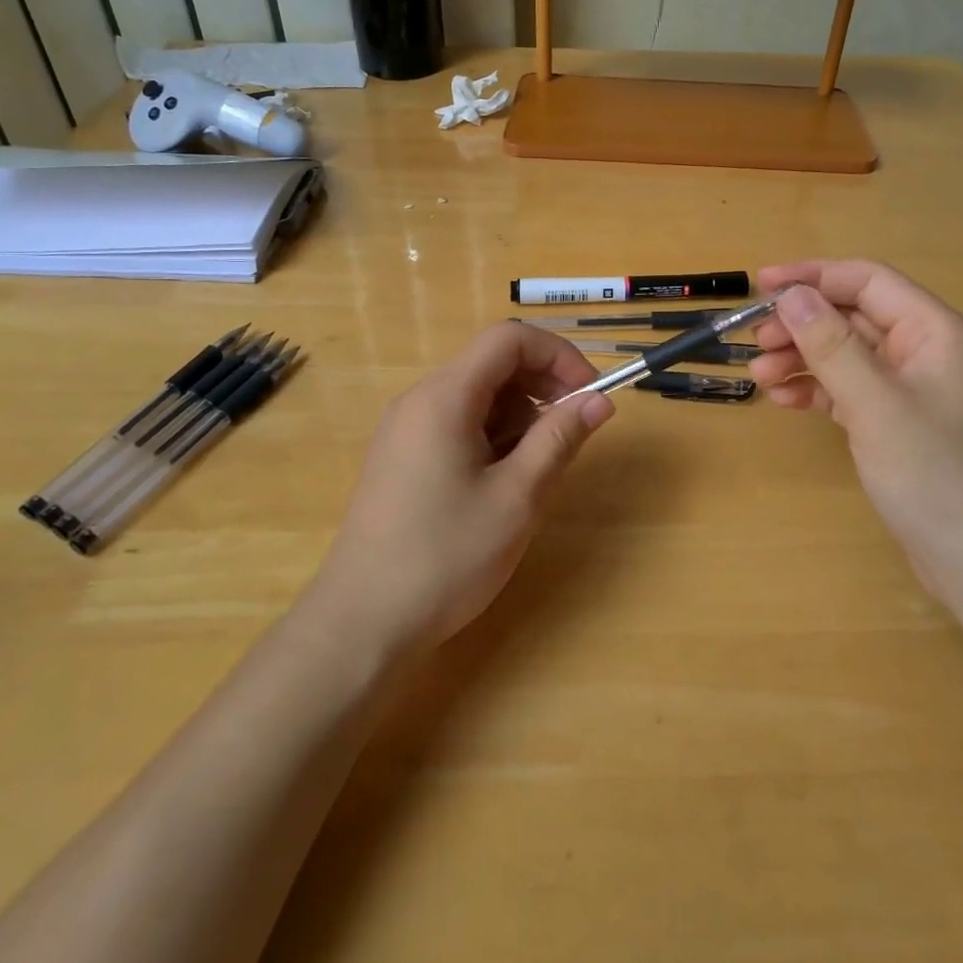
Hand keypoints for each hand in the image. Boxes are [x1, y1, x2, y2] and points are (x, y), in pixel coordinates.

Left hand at [317, 323, 614, 650]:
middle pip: (492, 363)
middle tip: (573, 432)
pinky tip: (502, 483)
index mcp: (445, 397)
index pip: (509, 338)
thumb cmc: (446, 557)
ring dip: (519, 416)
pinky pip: (458, 424)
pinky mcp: (403, 458)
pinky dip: (493, 437)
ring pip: (478, 396)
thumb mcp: (517, 497)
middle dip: (542, 386)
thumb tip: (600, 399)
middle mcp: (420, 400)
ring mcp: (406, 430)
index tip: (590, 394)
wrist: (362, 624)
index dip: (558, 354)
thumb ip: (560, 438)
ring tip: (535, 470)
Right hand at [748, 260, 962, 595]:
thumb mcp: (876, 405)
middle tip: (754, 340)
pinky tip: (785, 400)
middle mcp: (926, 352)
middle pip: (855, 317)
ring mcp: (914, 391)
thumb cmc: (937, 475)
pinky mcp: (900, 426)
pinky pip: (852, 391)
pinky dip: (818, 391)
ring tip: (760, 375)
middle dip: (802, 324)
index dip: (813, 277)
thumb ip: (831, 345)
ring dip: (804, 358)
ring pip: (849, 356)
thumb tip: (792, 295)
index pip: (868, 282)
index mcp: (935, 332)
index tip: (761, 285)